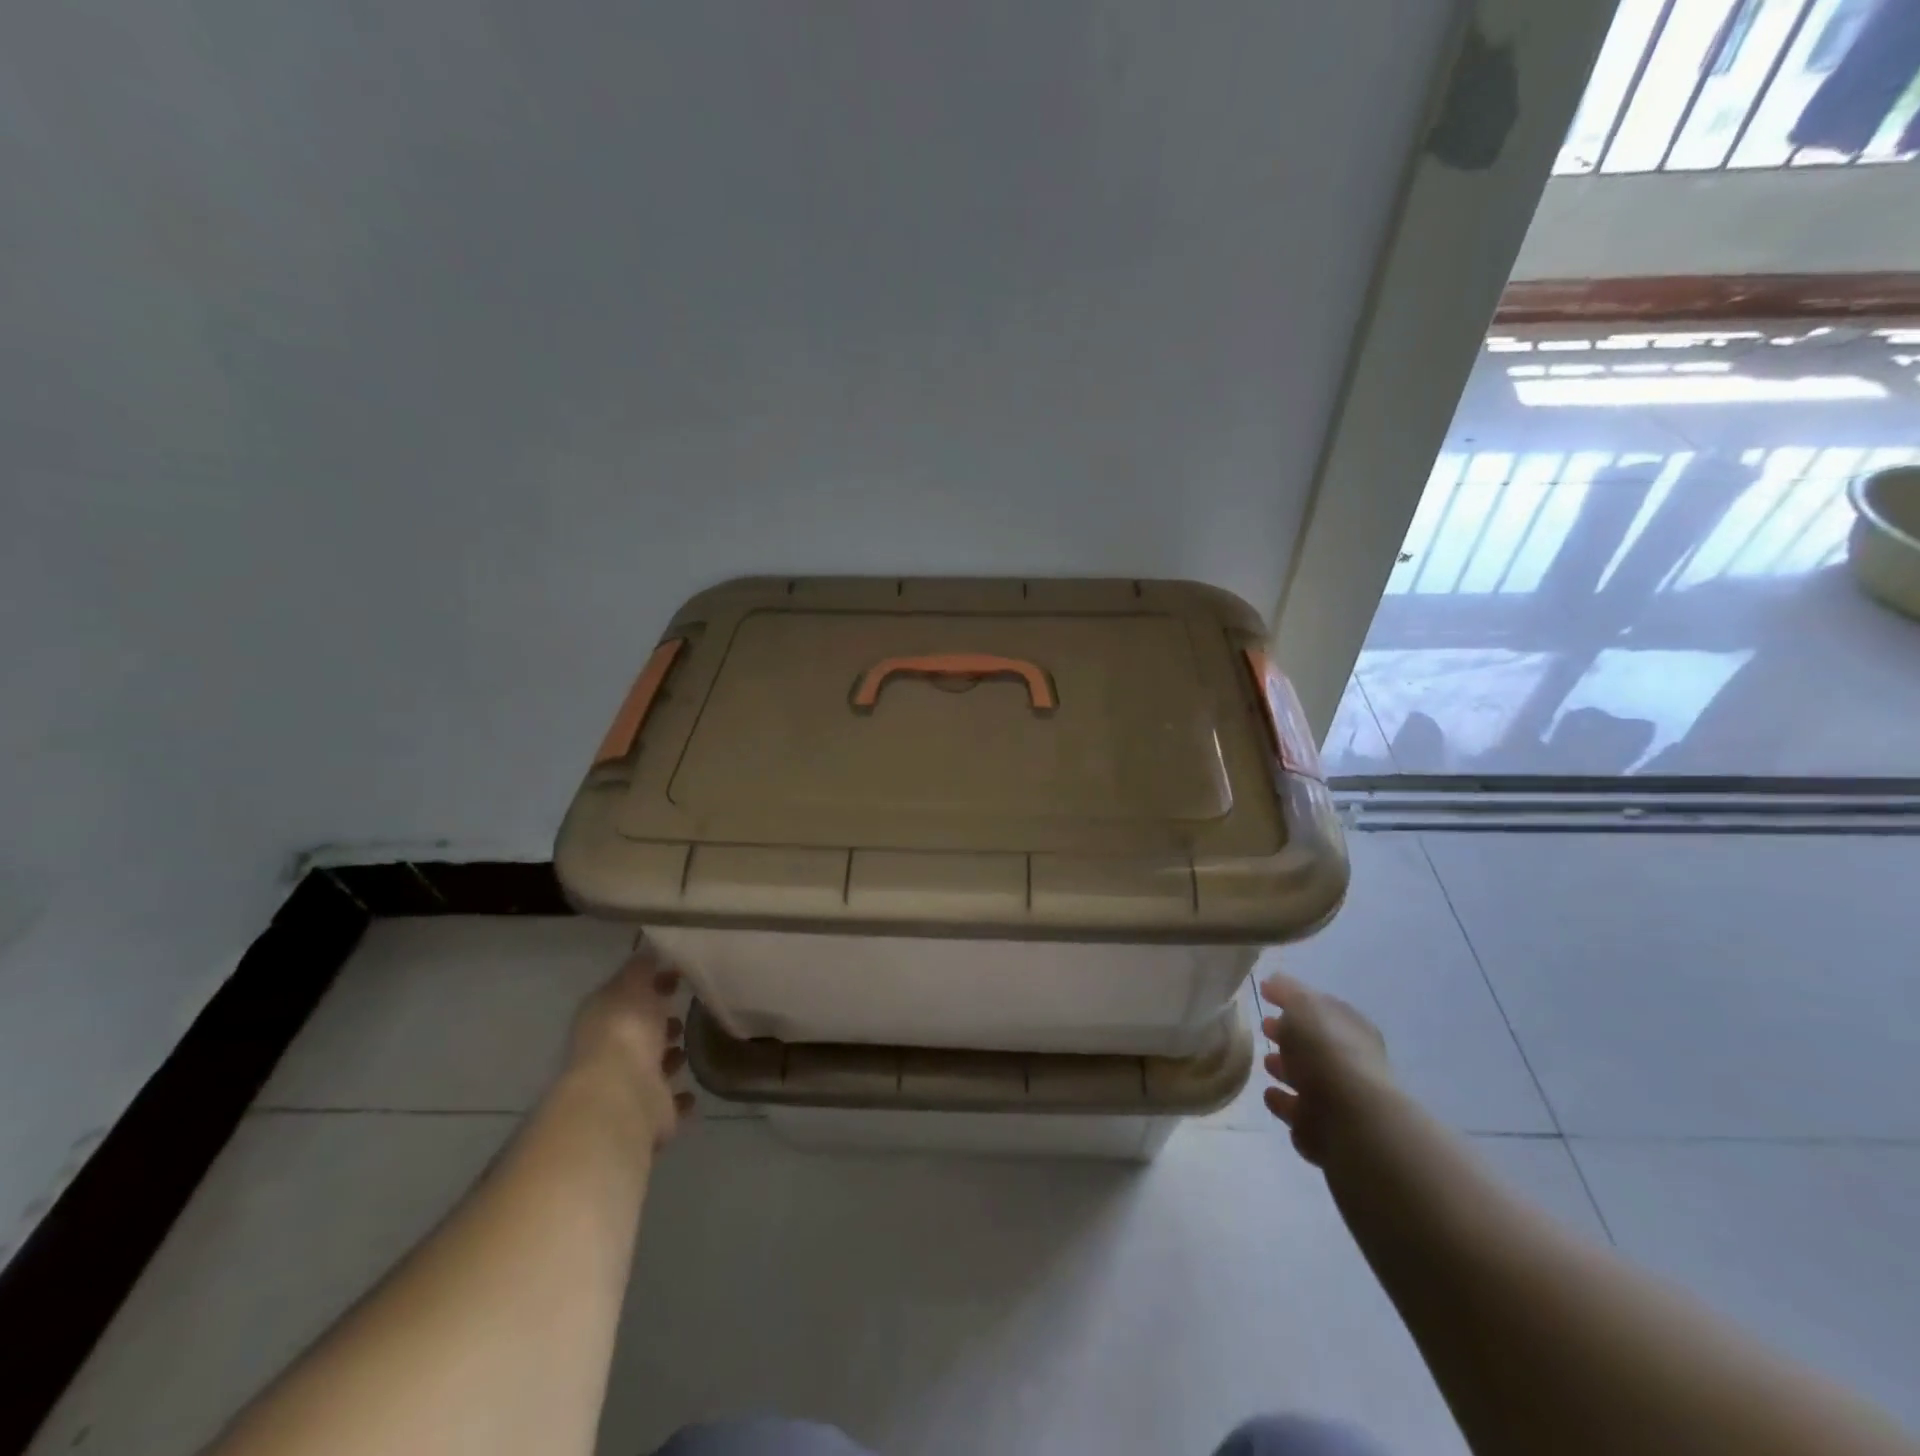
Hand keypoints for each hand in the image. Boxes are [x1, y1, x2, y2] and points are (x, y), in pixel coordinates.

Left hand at [568, 946, 695, 1144]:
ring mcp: (630, 1084)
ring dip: (669, 1056)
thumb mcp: (631, 985)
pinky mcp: (650, 1113)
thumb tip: (649, 948)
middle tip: (686, 1007)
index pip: (626, 994)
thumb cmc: (626, 1031)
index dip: (650, 983)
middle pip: (639, 1031)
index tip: (678, 973)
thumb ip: (641, 968)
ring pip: (653, 1065)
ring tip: (694, 1041)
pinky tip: (695, 1088)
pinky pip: (669, 1101)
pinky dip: (680, 1096)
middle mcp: (612, 1051)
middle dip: (659, 1019)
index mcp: (603, 1018)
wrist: (622, 1096)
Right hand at [1259, 968, 1393, 1165]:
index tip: (1267, 997)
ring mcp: (1340, 1100)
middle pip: (1315, 1045)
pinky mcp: (1326, 1133)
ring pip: (1307, 1080)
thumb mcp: (1303, 1005)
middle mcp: (1351, 1063)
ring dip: (1286, 1071)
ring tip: (1264, 1062)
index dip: (1296, 1001)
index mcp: (1351, 1029)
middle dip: (1290, 1036)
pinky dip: (1285, 1104)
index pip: (1322, 1008)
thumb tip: (1274, 983)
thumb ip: (1287, 991)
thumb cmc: (1326, 1051)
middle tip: (1264, 1027)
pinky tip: (1270, 1096)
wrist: (1349, 1121)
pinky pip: (1299, 1113)